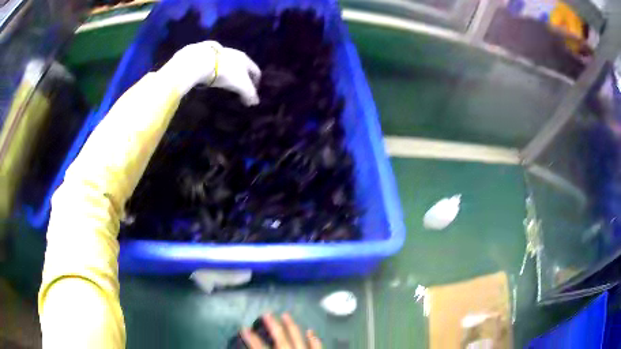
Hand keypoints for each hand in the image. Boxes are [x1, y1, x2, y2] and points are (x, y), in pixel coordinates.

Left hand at [158, 41, 260, 105]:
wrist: (200, 61)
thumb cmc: (225, 73)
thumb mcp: (240, 85)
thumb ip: (249, 94)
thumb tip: (255, 102)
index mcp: (245, 59)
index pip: (256, 71)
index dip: (256, 83)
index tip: (252, 93)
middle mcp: (234, 53)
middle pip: (242, 67)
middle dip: (242, 78)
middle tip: (238, 90)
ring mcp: (219, 52)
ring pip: (228, 64)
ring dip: (228, 74)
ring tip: (223, 84)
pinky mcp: (205, 54)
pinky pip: (214, 64)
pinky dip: (215, 71)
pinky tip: (210, 77)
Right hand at [241, 313, 321, 348]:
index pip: (258, 347)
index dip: (250, 338)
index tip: (244, 328)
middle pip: (279, 337)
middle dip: (272, 324)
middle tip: (267, 312)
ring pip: (297, 337)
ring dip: (291, 326)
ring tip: (286, 314)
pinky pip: (316, 346)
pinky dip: (313, 339)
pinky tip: (311, 331)